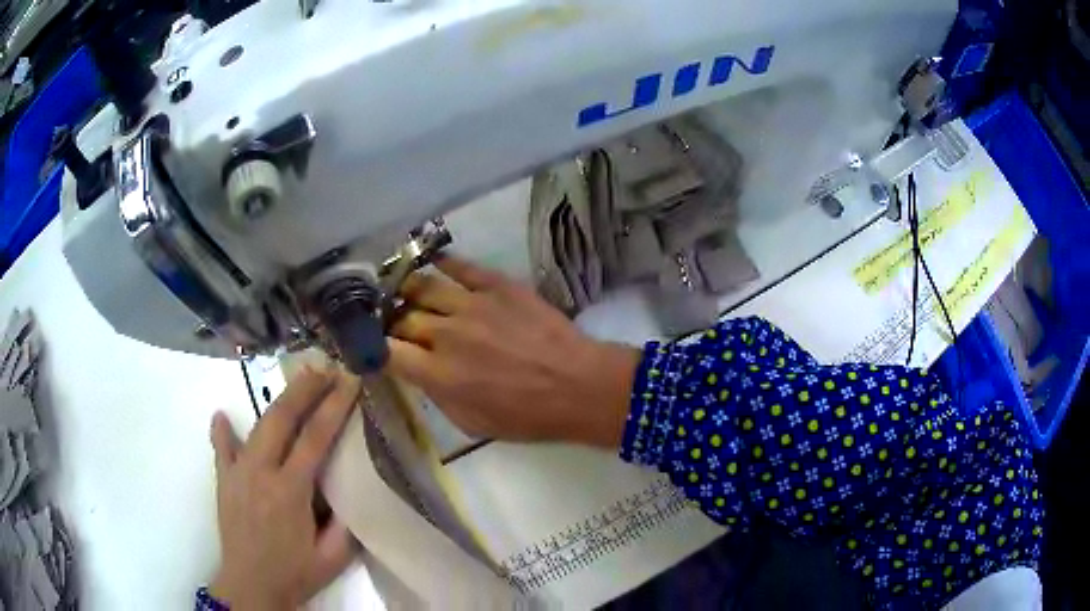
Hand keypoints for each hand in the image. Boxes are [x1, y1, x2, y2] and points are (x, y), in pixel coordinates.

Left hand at [209, 368, 361, 609]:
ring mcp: (237, 473)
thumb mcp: (333, 557)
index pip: (315, 437)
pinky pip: (221, 449)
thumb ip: (345, 523)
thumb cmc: (295, 574)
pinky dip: (222, 431)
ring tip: (295, 382)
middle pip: (282, 418)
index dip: (334, 406)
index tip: (349, 381)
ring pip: (257, 425)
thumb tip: (352, 490)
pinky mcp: (223, 481)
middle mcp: (260, 472)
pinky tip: (220, 415)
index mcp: (290, 491)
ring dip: (278, 401)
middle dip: (304, 388)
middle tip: (324, 368)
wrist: (250, 587)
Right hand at [386, 256, 639, 446]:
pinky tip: (433, 262)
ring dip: (408, 289)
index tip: (374, 346)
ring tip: (404, 290)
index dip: (374, 348)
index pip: (386, 351)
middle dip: (392, 321)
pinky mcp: (497, 285)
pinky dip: (442, 263)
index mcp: (438, 375)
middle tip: (394, 321)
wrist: (578, 386)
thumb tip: (420, 372)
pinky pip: (461, 266)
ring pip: (423, 286)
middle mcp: (446, 335)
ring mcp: (471, 305)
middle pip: (401, 317)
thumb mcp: (473, 423)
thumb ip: (438, 396)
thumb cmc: (527, 416)